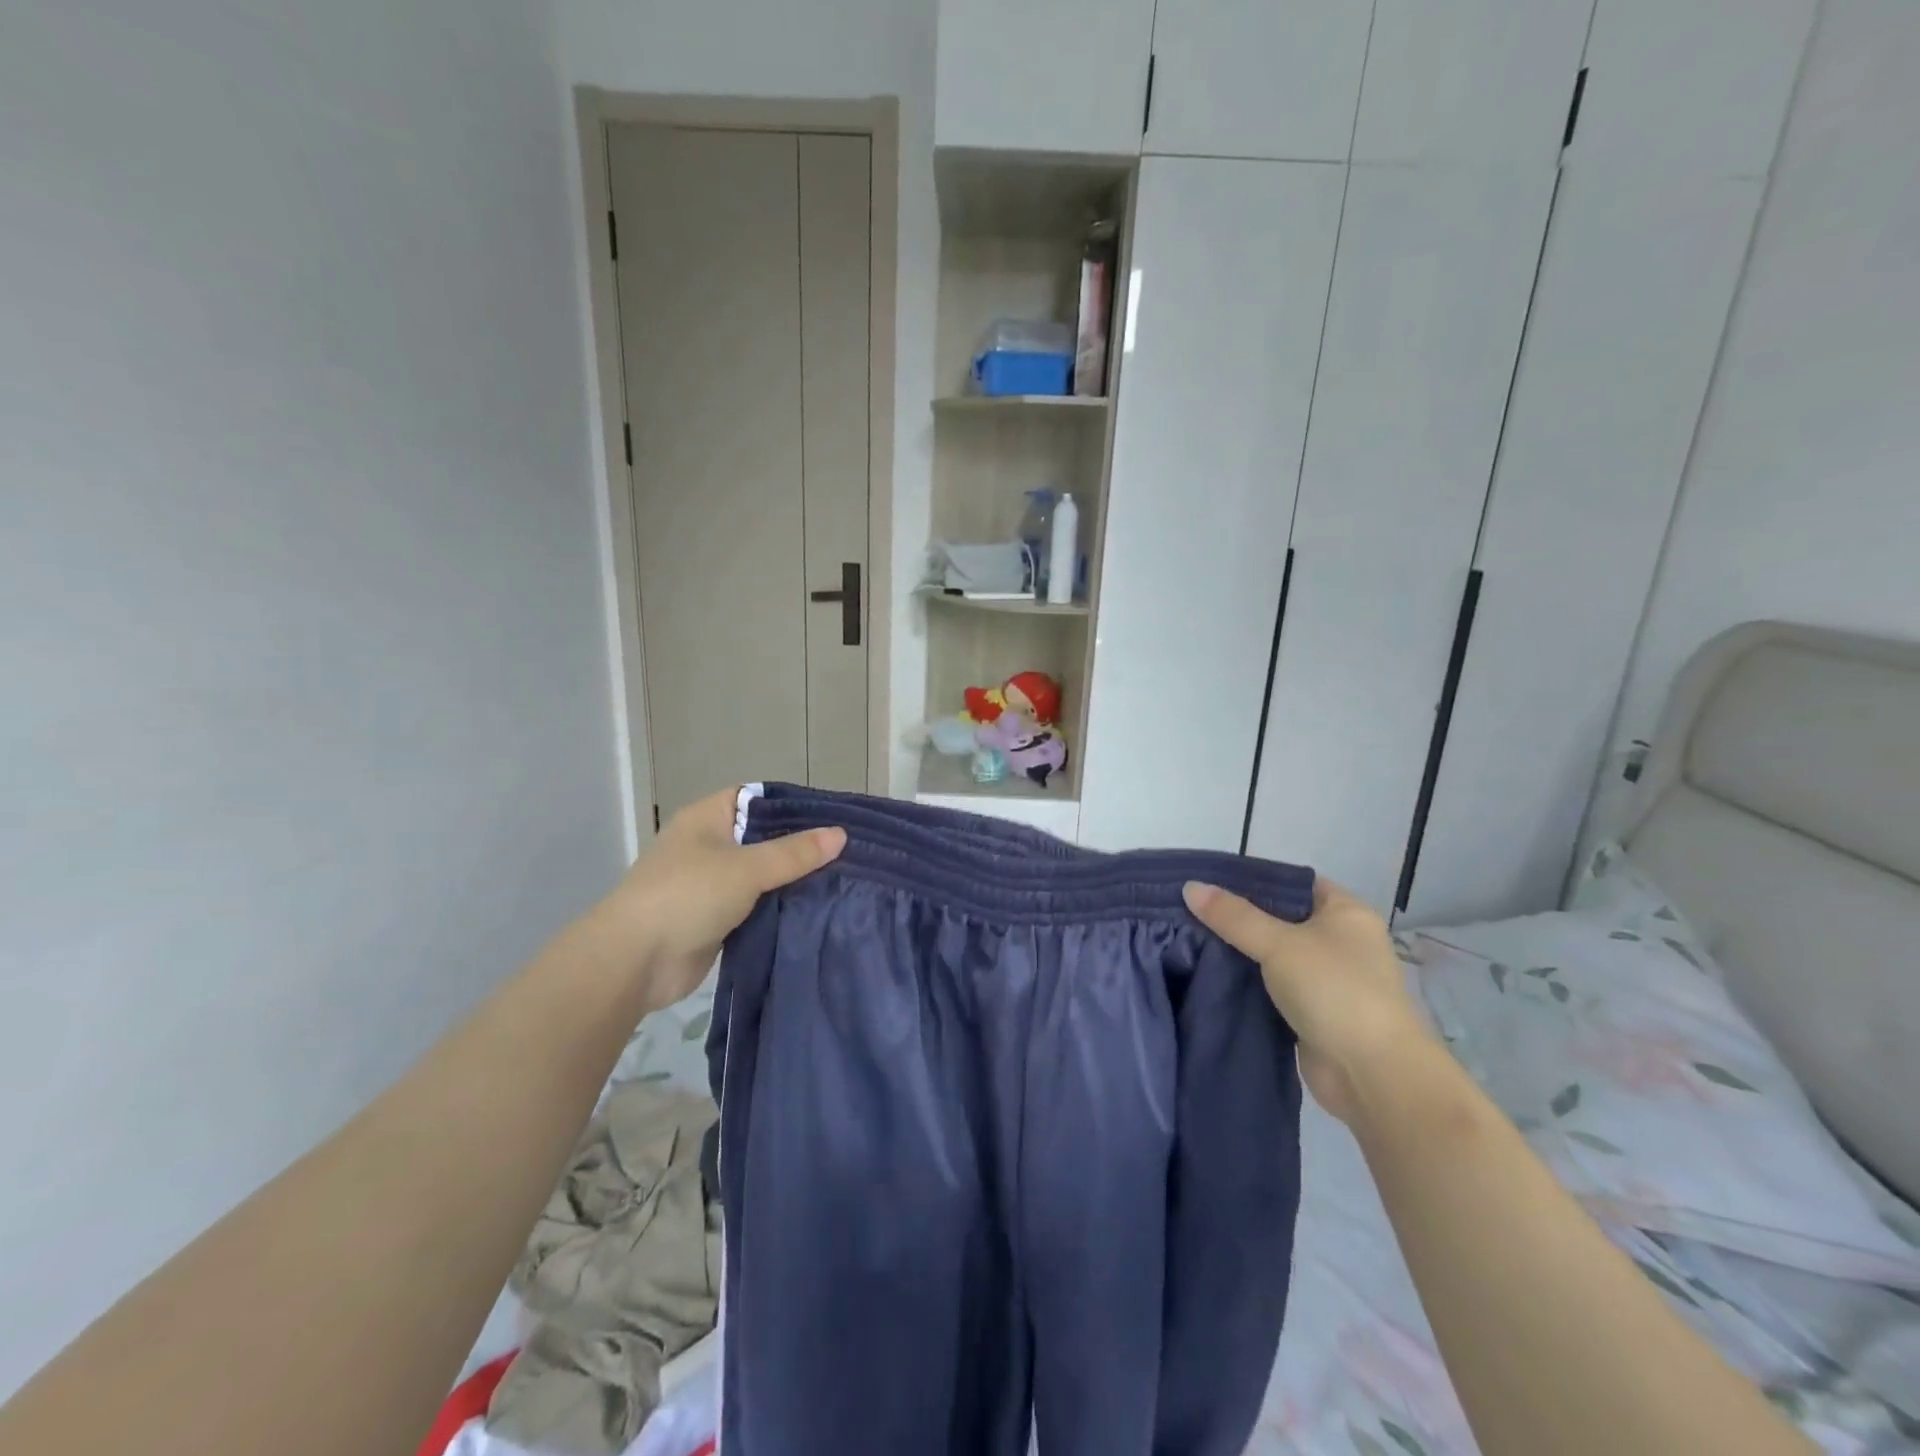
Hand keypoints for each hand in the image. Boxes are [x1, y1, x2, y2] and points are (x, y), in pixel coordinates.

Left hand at [597, 788, 845, 1012]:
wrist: (634, 961)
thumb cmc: (687, 895)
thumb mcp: (747, 868)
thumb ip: (794, 853)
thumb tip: (840, 835)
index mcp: (708, 818)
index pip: (759, 799)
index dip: (795, 806)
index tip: (835, 819)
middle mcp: (709, 845)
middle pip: (763, 838)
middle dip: (800, 848)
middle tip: (847, 854)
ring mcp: (710, 883)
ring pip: (761, 875)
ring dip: (791, 881)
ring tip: (841, 881)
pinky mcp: (715, 918)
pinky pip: (755, 905)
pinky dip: (778, 908)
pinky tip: (814, 910)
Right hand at [1183, 877, 1436, 1123]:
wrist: (1372, 1075)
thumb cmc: (1335, 991)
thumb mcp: (1279, 944)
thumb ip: (1234, 916)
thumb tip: (1190, 887)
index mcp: (1346, 913)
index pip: (1293, 883)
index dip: (1253, 879)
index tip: (1208, 881)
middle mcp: (1340, 941)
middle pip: (1279, 918)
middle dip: (1238, 917)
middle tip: (1190, 910)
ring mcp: (1327, 979)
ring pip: (1273, 955)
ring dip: (1240, 952)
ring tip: (1190, 939)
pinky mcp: (1312, 1012)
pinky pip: (1272, 987)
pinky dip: (1247, 983)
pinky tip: (1210, 975)